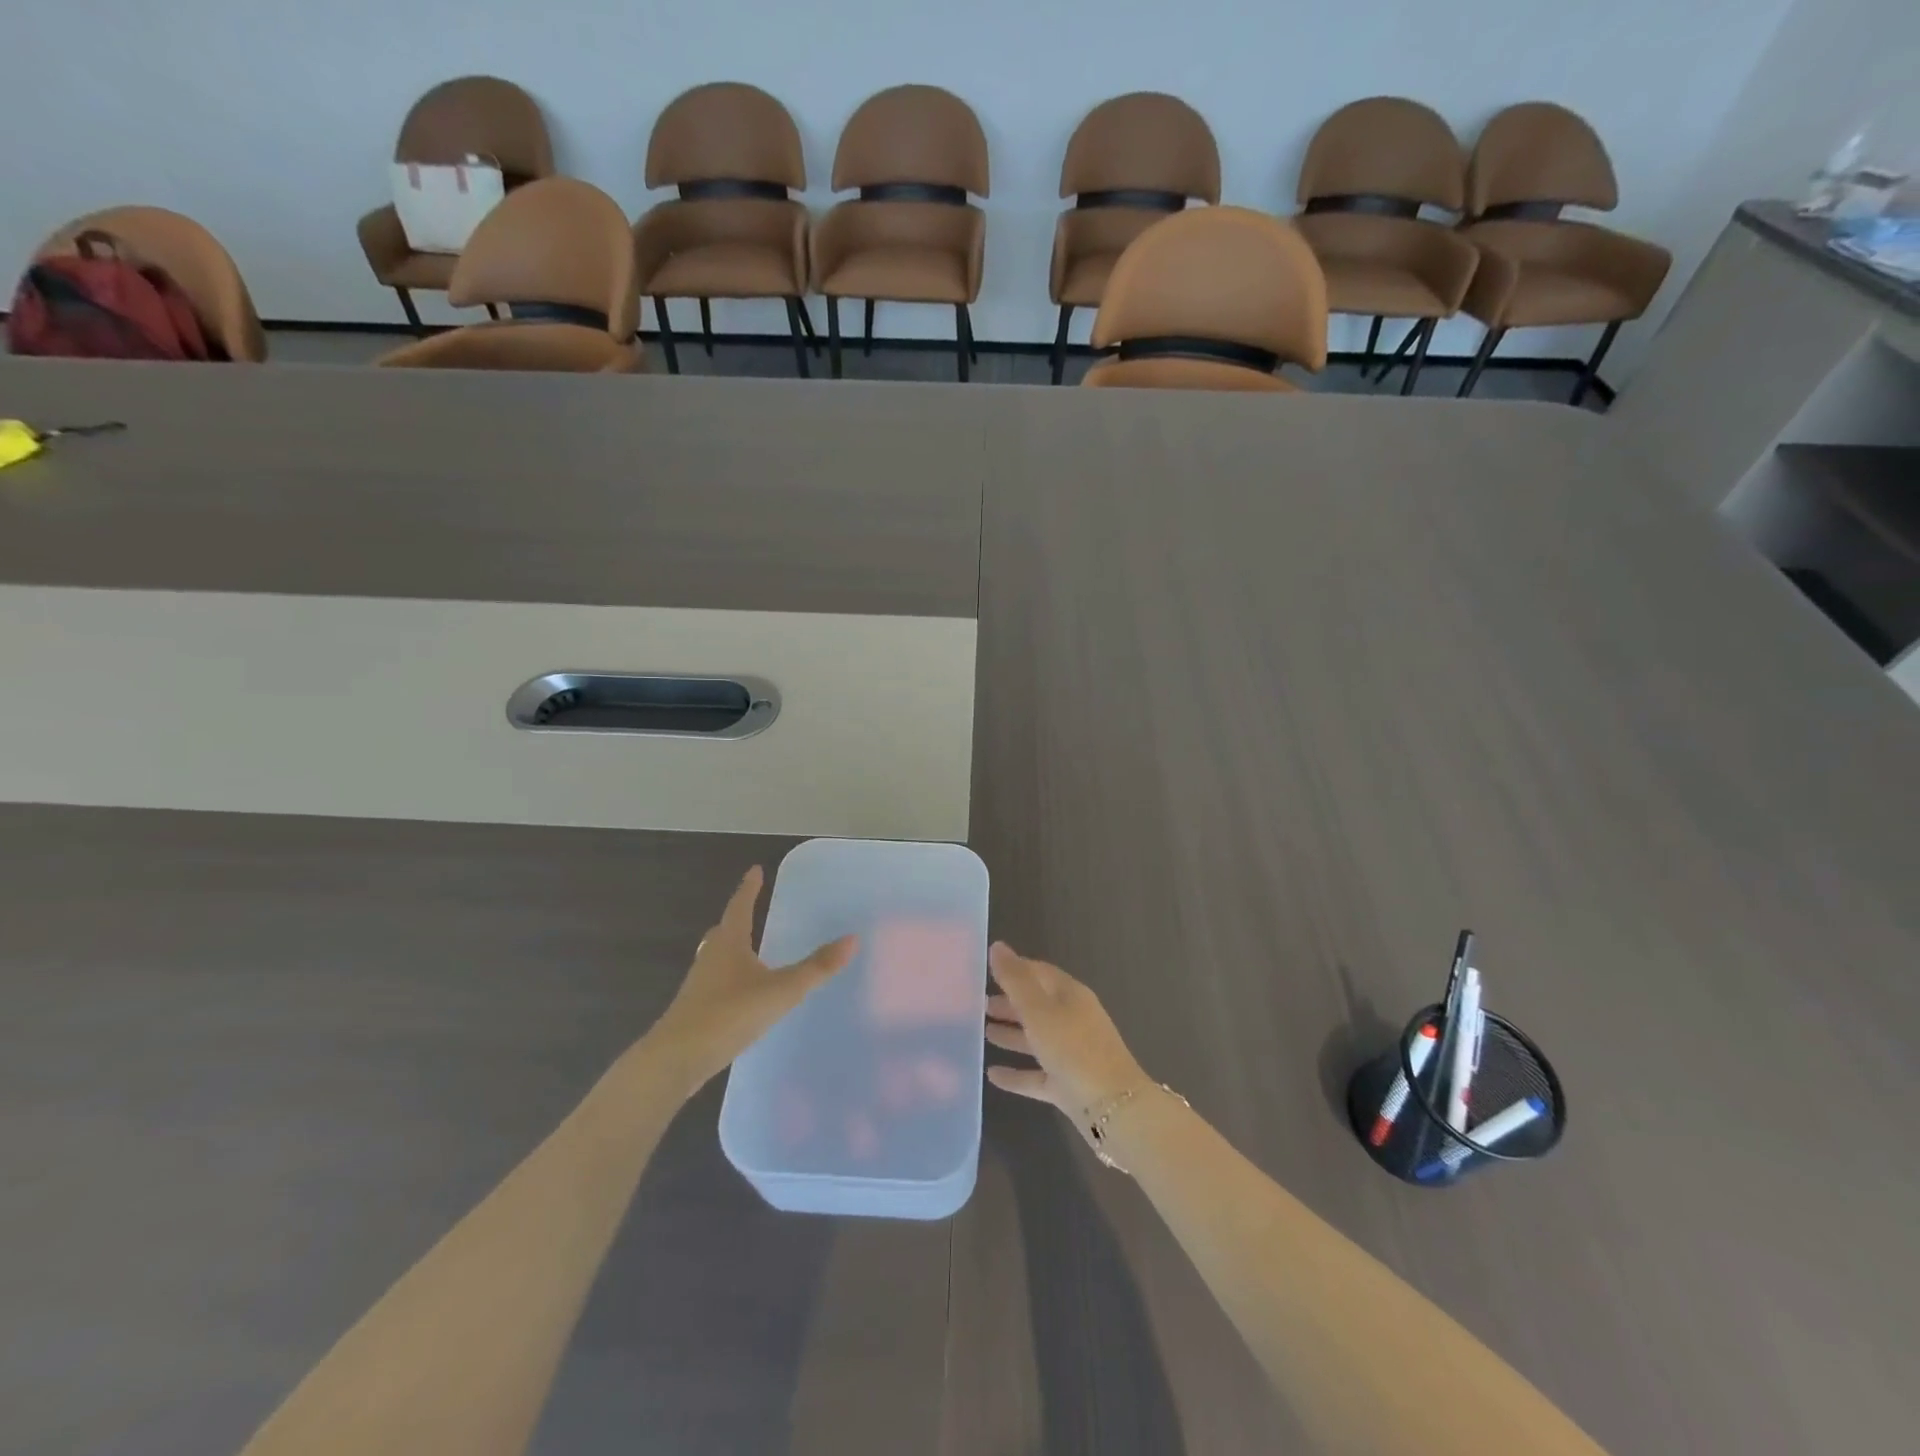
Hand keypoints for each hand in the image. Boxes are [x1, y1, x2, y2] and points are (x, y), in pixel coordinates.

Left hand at [645, 866, 857, 1097]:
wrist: (676, 1059)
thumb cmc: (729, 1014)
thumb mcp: (781, 990)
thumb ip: (816, 967)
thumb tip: (852, 938)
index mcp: (729, 943)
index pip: (740, 905)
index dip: (750, 888)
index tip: (756, 870)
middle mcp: (711, 957)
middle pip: (724, 930)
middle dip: (738, 918)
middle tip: (752, 908)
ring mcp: (699, 984)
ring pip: (718, 956)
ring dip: (733, 948)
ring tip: (749, 949)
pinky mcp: (695, 1010)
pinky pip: (716, 982)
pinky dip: (730, 977)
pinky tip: (742, 993)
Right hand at [983, 943, 1148, 1125]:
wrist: (1114, 1109)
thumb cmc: (1073, 1049)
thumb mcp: (1039, 1010)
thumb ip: (1015, 980)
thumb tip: (997, 946)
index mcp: (1070, 995)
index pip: (1039, 973)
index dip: (1014, 969)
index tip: (986, 971)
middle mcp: (1072, 1020)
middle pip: (1036, 1006)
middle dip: (1009, 1003)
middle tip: (978, 1004)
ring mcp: (1071, 1054)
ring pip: (1036, 1039)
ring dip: (1011, 1034)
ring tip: (982, 1033)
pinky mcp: (1068, 1085)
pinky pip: (1036, 1074)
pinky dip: (1016, 1073)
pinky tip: (992, 1075)